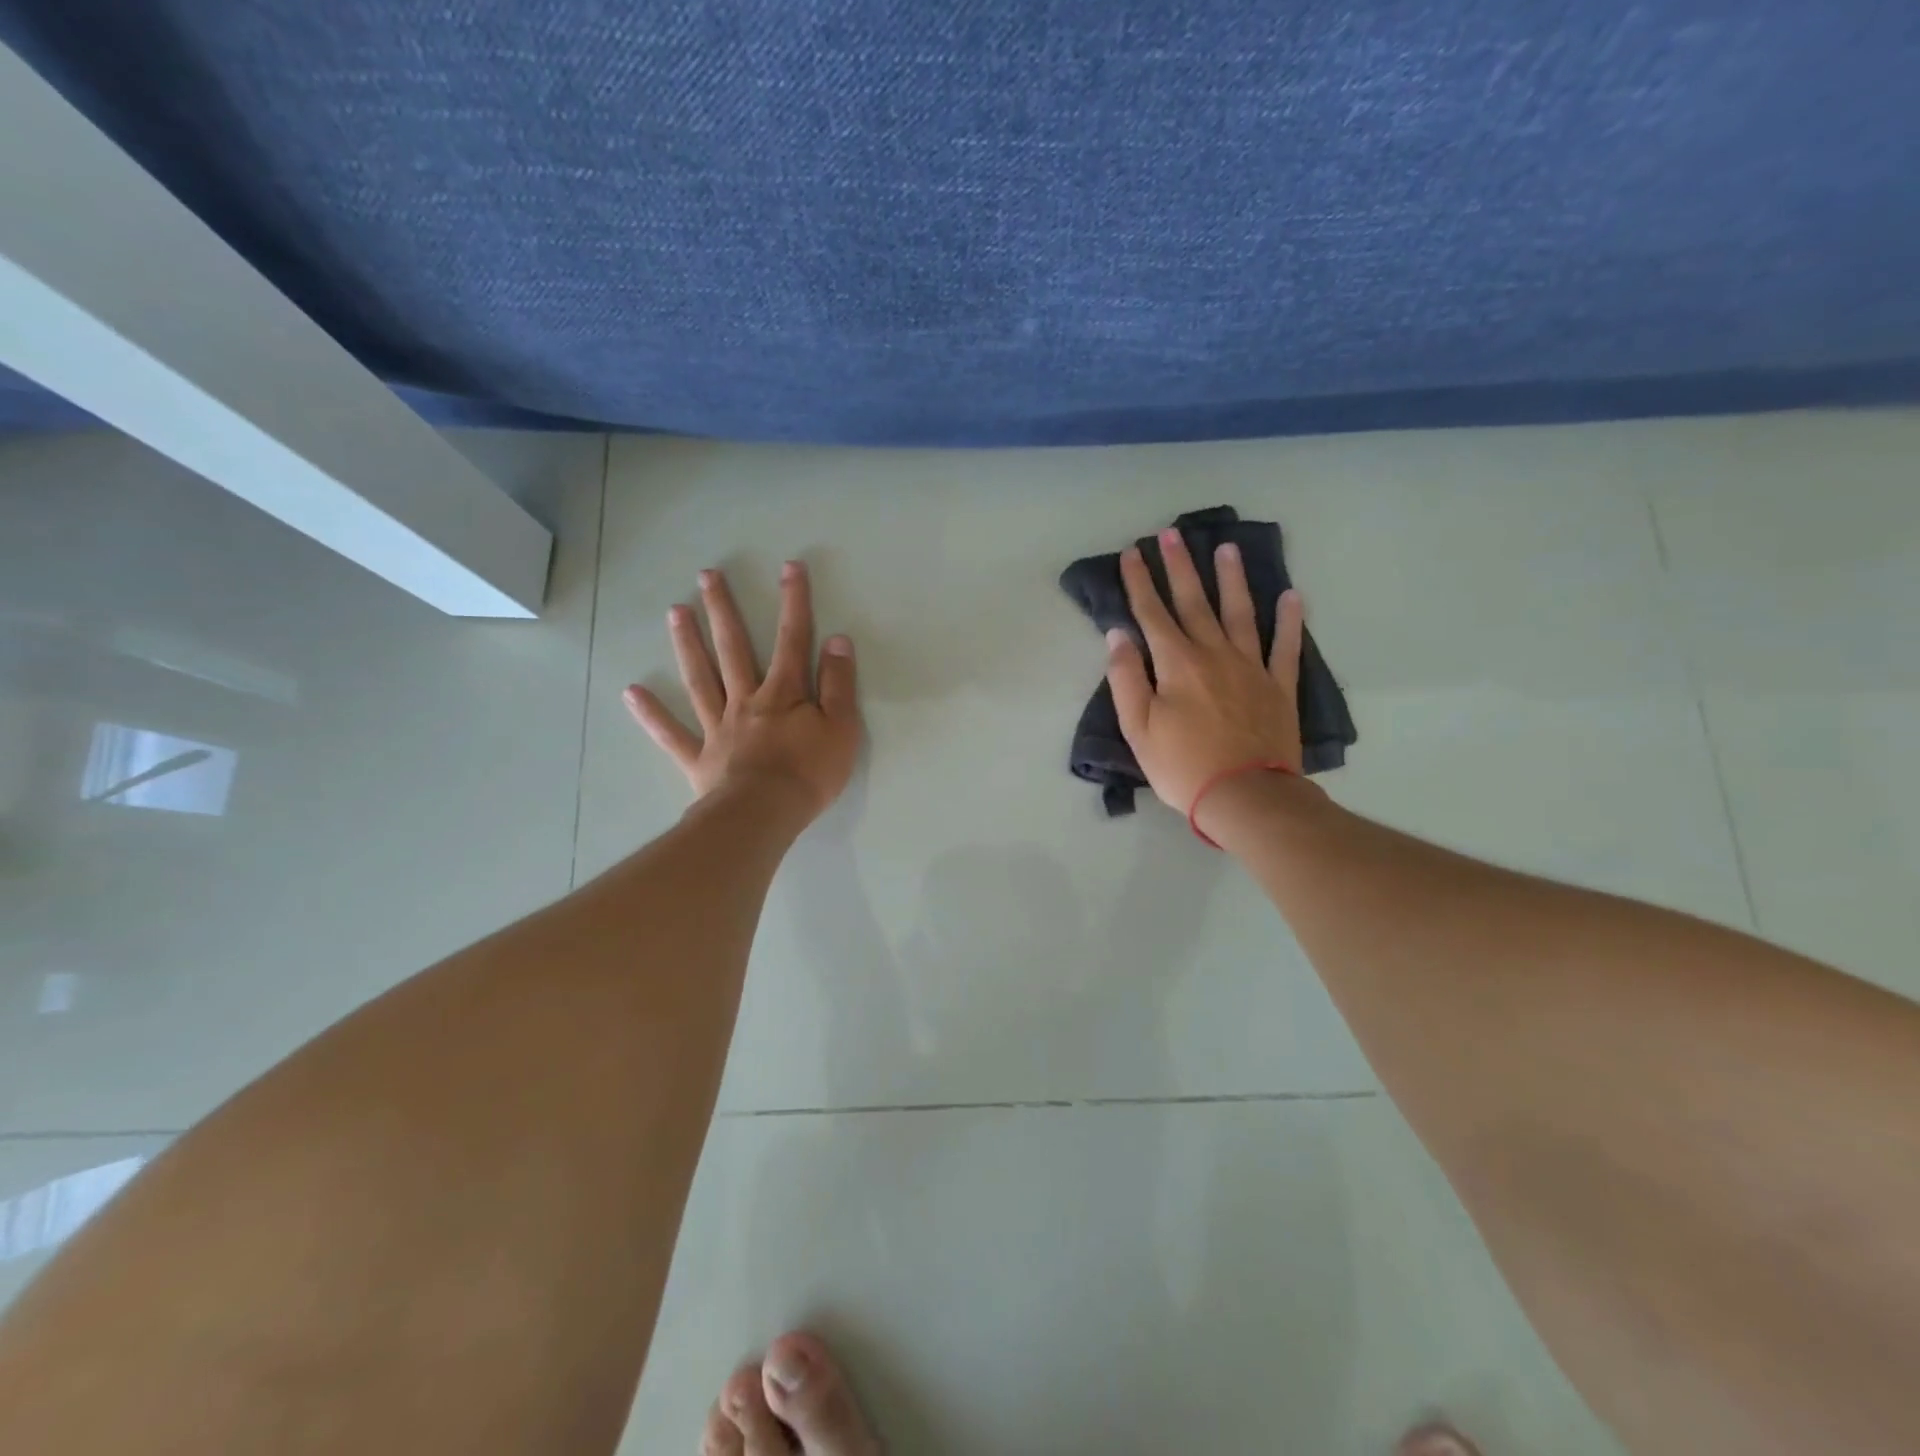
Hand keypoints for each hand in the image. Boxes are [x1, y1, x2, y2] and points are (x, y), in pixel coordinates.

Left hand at [624, 561, 860, 821]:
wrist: (764, 815)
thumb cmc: (809, 773)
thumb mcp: (841, 728)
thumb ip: (838, 685)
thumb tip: (837, 641)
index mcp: (783, 693)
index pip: (791, 639)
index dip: (794, 601)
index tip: (789, 567)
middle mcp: (746, 700)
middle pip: (733, 648)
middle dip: (723, 610)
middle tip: (707, 576)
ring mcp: (718, 728)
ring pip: (701, 679)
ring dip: (687, 644)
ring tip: (675, 611)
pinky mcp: (699, 758)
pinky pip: (671, 734)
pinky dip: (652, 714)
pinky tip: (632, 692)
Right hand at [1105, 529, 1306, 818]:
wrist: (1245, 796)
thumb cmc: (1182, 766)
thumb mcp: (1138, 728)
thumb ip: (1126, 678)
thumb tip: (1118, 635)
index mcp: (1176, 664)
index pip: (1152, 613)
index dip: (1140, 581)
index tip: (1133, 552)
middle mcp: (1214, 654)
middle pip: (1195, 602)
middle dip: (1180, 566)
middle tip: (1172, 534)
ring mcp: (1251, 667)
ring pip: (1240, 612)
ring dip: (1232, 579)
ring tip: (1227, 548)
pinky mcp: (1279, 686)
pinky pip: (1286, 646)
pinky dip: (1289, 620)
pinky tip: (1291, 595)